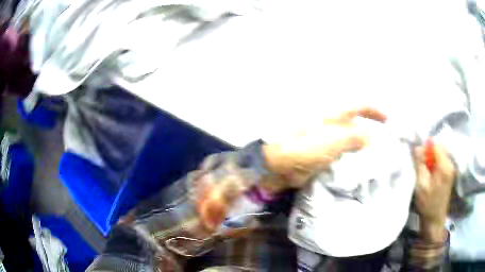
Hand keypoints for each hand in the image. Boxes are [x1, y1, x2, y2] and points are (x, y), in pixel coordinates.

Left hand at [262, 106, 386, 192]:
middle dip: (370, 135)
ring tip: (375, 162)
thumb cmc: (302, 148)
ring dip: (361, 151)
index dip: (374, 111)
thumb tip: (370, 137)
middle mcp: (331, 126)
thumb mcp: (332, 140)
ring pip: (349, 143)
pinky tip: (358, 171)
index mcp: (333, 116)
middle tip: (383, 149)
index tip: (388, 121)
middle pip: (356, 126)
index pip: (358, 106)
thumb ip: (354, 137)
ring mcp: (325, 142)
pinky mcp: (321, 156)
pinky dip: (350, 162)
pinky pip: (341, 157)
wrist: (276, 165)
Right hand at [414, 141, 456, 241]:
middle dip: (428, 153)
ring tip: (424, 172)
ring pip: (439, 154)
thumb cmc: (428, 204)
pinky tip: (430, 175)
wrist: (435, 220)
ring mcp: (451, 168)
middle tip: (420, 166)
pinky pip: (441, 161)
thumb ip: (420, 164)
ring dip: (431, 159)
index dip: (426, 147)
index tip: (418, 157)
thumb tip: (417, 147)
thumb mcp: (421, 184)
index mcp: (445, 166)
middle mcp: (450, 164)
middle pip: (438, 148)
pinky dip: (434, 164)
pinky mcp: (449, 173)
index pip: (436, 144)